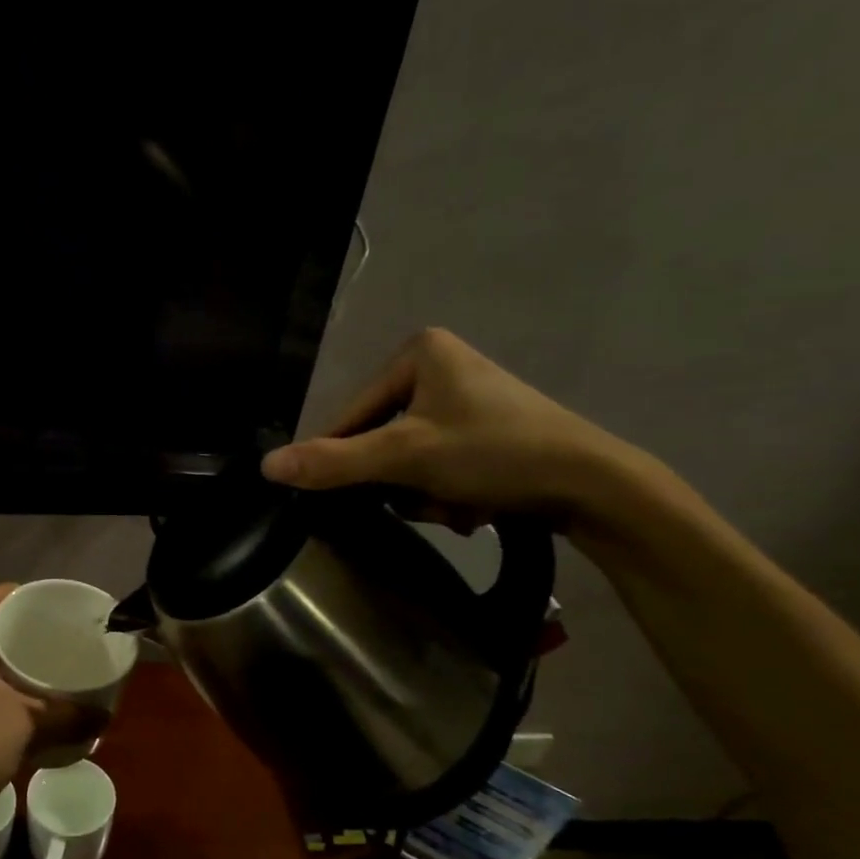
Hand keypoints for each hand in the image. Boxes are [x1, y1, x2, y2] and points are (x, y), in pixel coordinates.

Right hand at [261, 328, 627, 525]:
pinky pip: (439, 464)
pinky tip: (476, 503)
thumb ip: (333, 462)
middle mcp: (440, 367)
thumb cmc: (493, 453)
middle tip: (428, 500)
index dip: (347, 459)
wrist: (594, 485)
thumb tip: (265, 467)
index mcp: (418, 353)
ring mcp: (465, 400)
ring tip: (459, 504)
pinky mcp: (486, 430)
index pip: (352, 413)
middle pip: (381, 440)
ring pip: (409, 459)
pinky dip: (449, 492)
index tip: (352, 497)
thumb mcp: (405, 457)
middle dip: (402, 482)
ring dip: (425, 494)